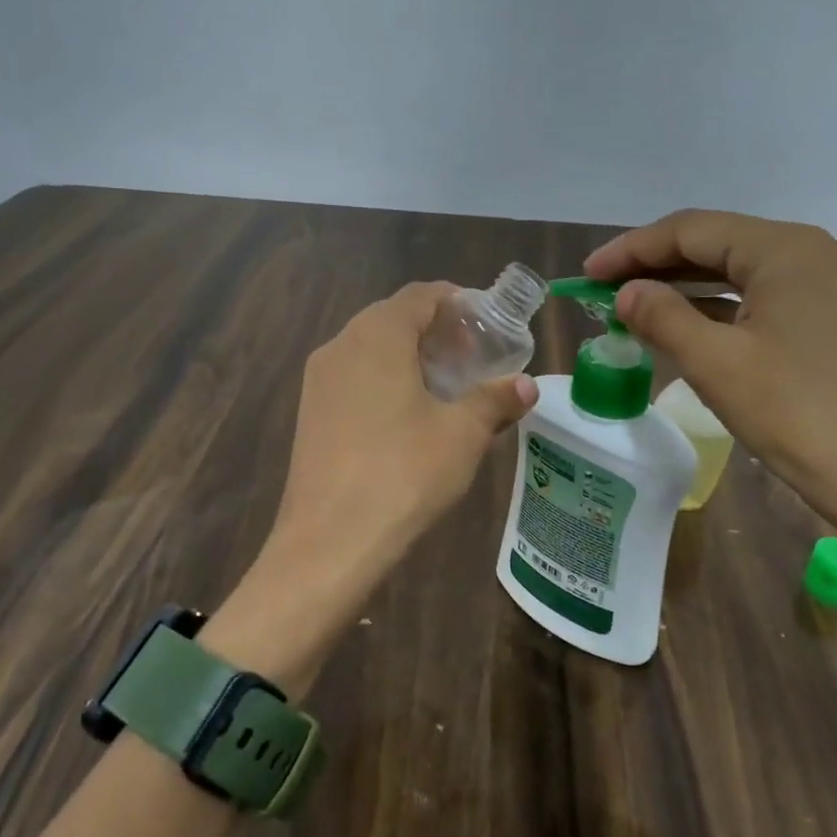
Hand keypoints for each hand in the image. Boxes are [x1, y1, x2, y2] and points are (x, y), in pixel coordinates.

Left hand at [271, 281, 537, 584]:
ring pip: (371, 348)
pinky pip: (353, 376)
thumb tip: (526, 386)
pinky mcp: (309, 412)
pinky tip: (408, 416)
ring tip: (445, 387)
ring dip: (410, 356)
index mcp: (377, 335)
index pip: (420, 295)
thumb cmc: (404, 473)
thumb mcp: (462, 434)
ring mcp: (318, 379)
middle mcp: (341, 344)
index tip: (487, 324)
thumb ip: (495, 400)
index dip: (457, 302)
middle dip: (436, 331)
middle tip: (473, 358)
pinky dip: (385, 379)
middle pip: (393, 317)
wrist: (329, 540)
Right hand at [585, 210, 836, 537]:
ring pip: (736, 271)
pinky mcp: (830, 317)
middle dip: (655, 264)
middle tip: (604, 290)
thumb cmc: (798, 415)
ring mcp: (826, 285)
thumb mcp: (716, 364)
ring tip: (633, 306)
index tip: (587, 275)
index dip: (632, 249)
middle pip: (715, 243)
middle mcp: (811, 253)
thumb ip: (662, 317)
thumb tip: (626, 293)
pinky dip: (716, 307)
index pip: (691, 230)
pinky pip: (759, 297)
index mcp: (785, 250)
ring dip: (683, 286)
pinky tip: (683, 325)